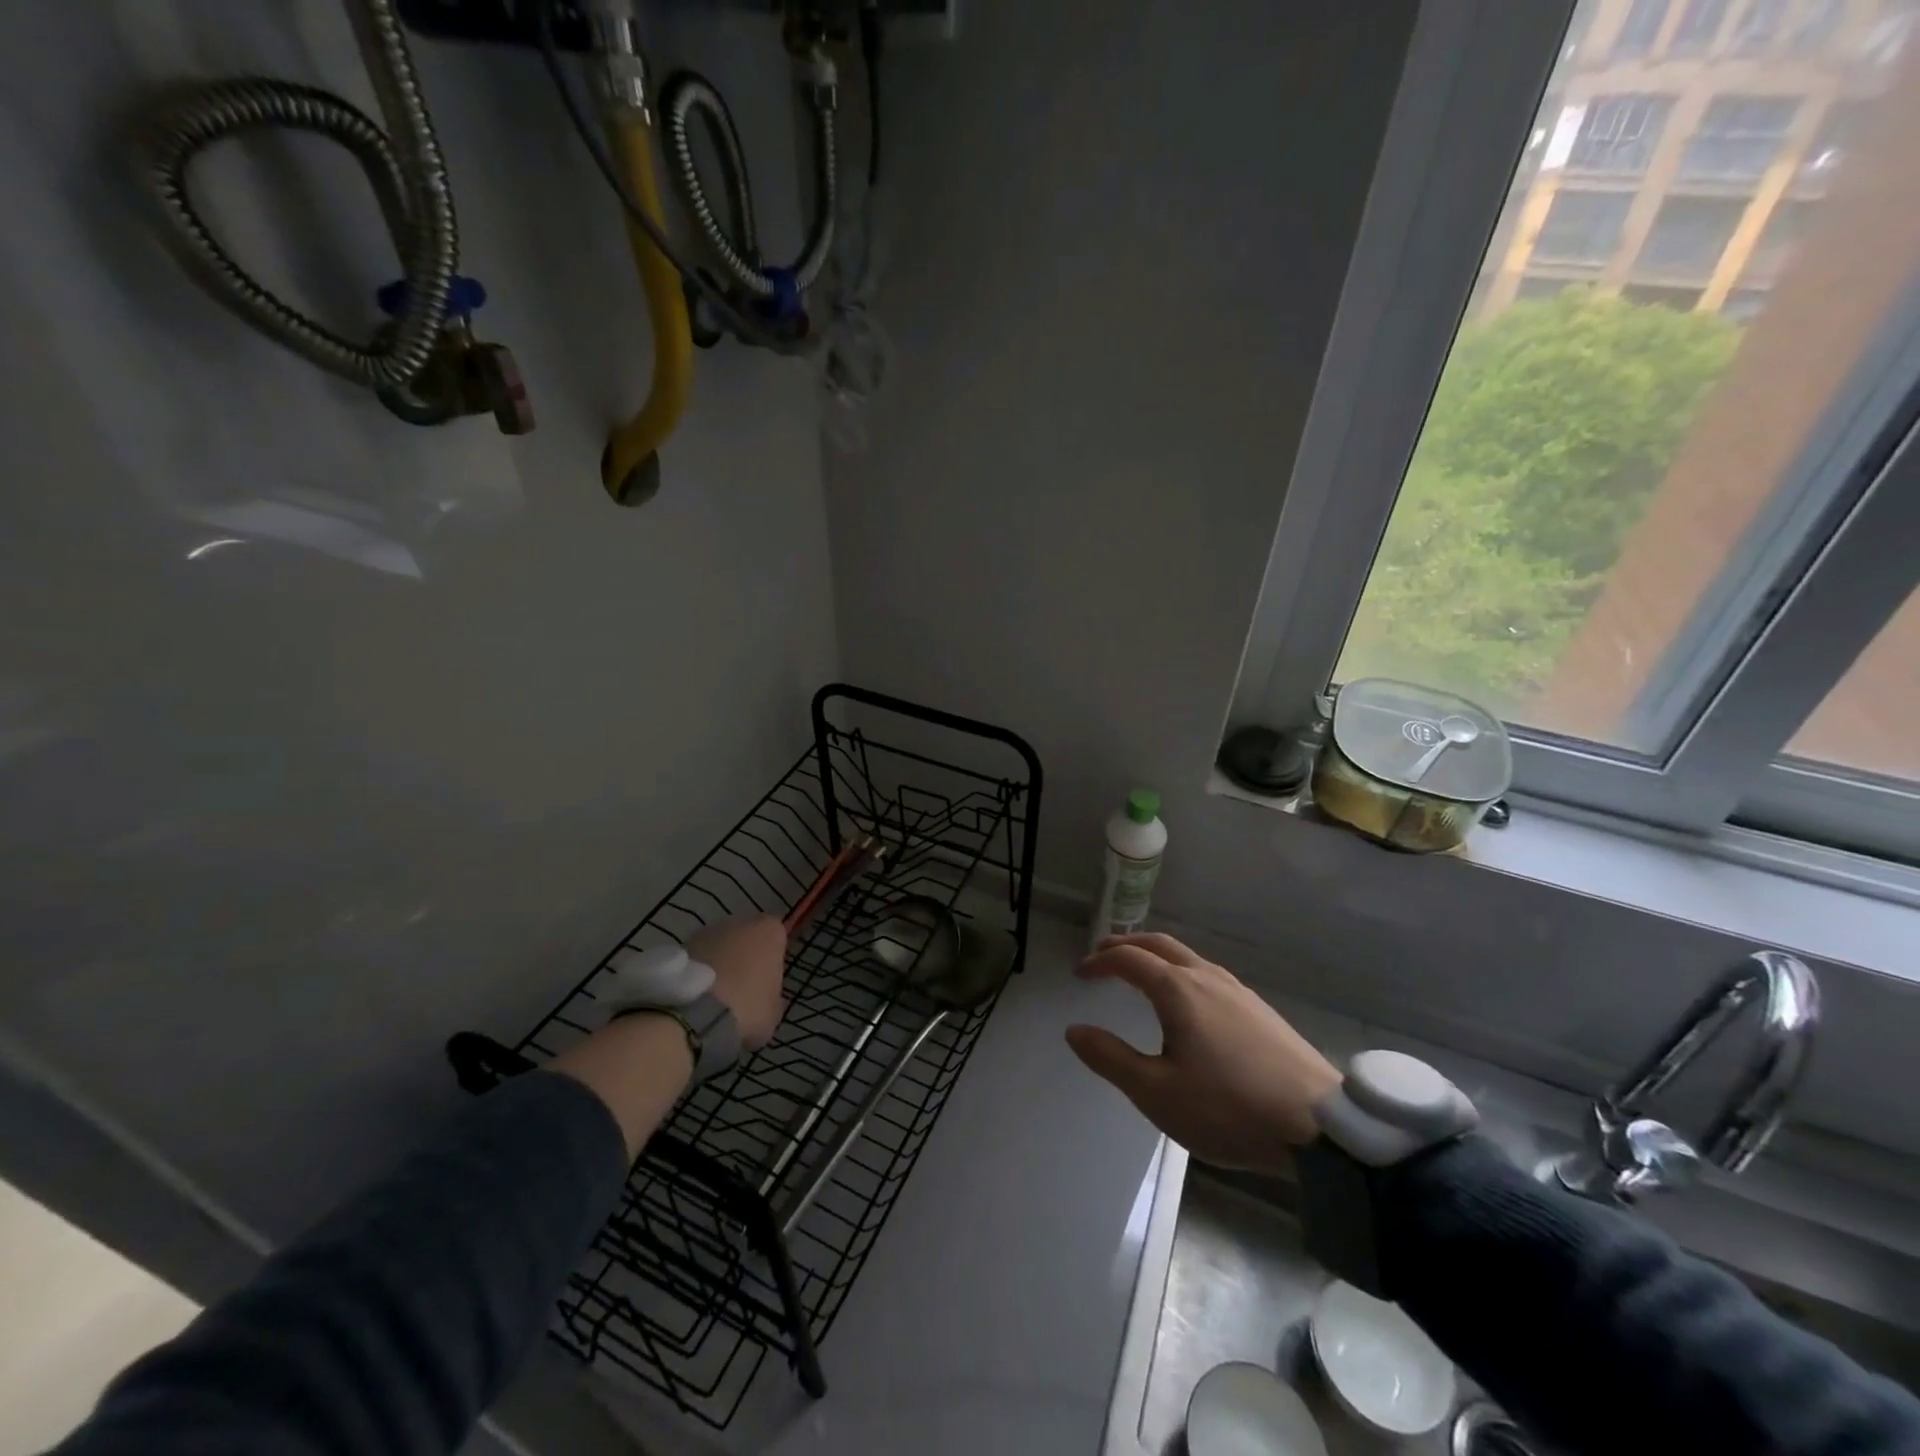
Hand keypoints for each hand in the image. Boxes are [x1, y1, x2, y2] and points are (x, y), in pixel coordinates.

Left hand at [688, 914, 787, 1049]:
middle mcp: (739, 921)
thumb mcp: (773, 1011)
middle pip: (745, 937)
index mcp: (769, 931)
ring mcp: (706, 931)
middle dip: (744, 956)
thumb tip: (765, 997)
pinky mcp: (680, 944)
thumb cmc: (747, 1007)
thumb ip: (772, 996)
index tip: (767, 981)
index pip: (777, 937)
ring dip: (718, 962)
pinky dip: (697, 972)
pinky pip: (697, 958)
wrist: (695, 1015)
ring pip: (718, 945)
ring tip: (714, 996)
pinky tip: (696, 997)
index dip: (772, 959)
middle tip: (741, 988)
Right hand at [1065, 933, 1342, 1174]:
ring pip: (1188, 956)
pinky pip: (1208, 973)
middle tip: (1104, 955)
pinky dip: (1181, 971)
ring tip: (1141, 973)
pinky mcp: (1260, 1009)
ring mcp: (1238, 991)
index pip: (1129, 959)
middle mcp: (1207, 978)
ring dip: (1156, 956)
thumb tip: (1074, 1030)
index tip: (1080, 974)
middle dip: (1127, 945)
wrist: (1320, 1128)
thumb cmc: (1228, 1108)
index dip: (1100, 962)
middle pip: (1159, 944)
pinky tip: (1188, 1000)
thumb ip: (1111, 1058)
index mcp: (1178, 990)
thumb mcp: (1157, 1093)